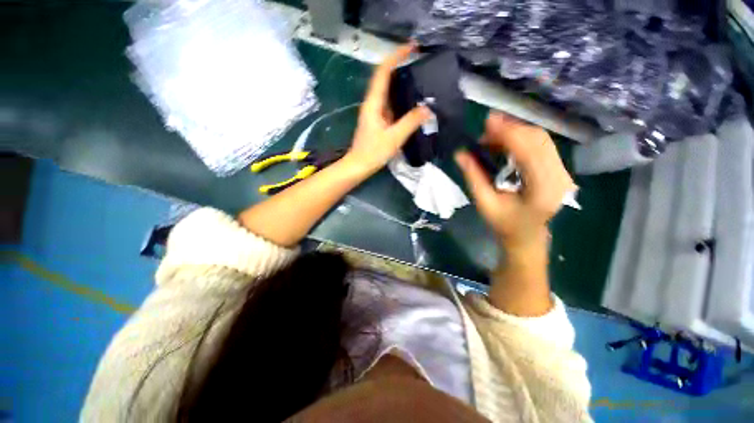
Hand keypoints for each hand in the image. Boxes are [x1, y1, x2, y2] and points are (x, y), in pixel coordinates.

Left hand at [344, 43, 431, 176]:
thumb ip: (410, 122)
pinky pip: (391, 105)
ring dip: (402, 84)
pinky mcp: (378, 122)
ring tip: (420, 81)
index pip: (383, 72)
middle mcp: (373, 104)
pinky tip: (412, 104)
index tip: (412, 48)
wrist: (358, 166)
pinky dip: (401, 100)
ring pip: (388, 92)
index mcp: (374, 103)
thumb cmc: (373, 152)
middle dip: (401, 67)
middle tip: (420, 64)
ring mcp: (375, 113)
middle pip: (385, 79)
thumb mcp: (394, 138)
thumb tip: (427, 108)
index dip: (396, 56)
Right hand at [455, 112, 575, 251]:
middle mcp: (560, 178)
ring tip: (492, 135)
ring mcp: (563, 173)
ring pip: (542, 140)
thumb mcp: (484, 203)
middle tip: (485, 128)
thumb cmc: (504, 225)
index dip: (509, 133)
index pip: (529, 152)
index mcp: (542, 191)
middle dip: (511, 129)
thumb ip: (474, 177)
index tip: (488, 121)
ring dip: (516, 132)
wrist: (526, 236)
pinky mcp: (560, 170)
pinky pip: (542, 145)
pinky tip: (506, 141)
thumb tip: (460, 153)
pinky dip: (522, 139)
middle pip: (539, 141)